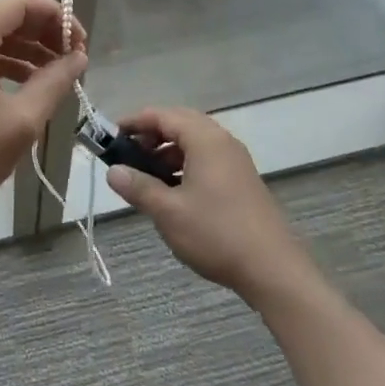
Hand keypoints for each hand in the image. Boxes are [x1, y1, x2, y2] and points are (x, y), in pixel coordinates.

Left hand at [0, 0, 87, 223]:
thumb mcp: (21, 121)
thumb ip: (55, 82)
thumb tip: (78, 58)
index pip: (19, 2)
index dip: (55, 15)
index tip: (80, 42)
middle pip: (4, 16)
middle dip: (43, 33)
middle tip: (73, 59)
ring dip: (25, 49)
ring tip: (56, 75)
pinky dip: (3, 63)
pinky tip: (27, 85)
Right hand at [103, 107, 309, 299]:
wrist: (273, 269)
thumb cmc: (216, 234)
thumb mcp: (168, 212)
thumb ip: (138, 187)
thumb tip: (113, 171)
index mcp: (205, 140)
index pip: (163, 115)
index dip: (134, 122)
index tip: (111, 136)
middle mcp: (223, 142)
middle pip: (181, 123)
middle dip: (151, 134)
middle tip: (128, 153)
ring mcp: (236, 161)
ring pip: (195, 142)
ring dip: (168, 150)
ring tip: (147, 174)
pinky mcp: (242, 180)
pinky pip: (208, 158)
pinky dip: (185, 164)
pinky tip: (174, 191)